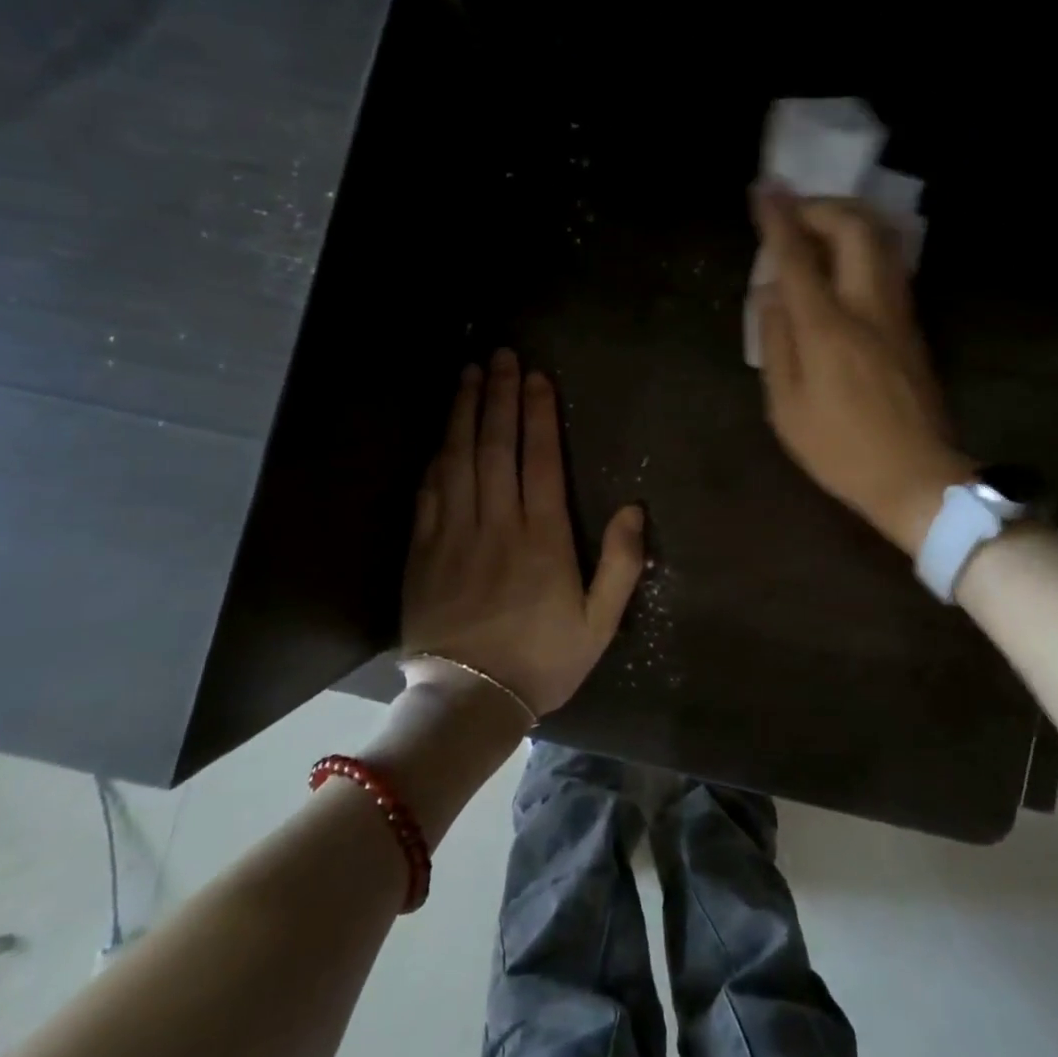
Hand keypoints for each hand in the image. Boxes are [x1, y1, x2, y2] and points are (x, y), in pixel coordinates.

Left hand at [401, 349, 645, 715]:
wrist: (470, 700)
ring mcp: (453, 534)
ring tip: (469, 375)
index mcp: (542, 537)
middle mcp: (497, 523)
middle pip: (496, 445)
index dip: (539, 414)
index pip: (540, 459)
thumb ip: (621, 563)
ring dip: (464, 412)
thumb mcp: (600, 621)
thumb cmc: (543, 660)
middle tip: (500, 356)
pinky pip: (428, 492)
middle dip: (499, 396)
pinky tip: (441, 434)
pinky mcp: (422, 551)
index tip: (537, 377)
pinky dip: (436, 456)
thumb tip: (634, 509)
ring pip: (458, 459)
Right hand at [752, 189, 972, 556]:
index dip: (778, 218)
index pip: (799, 256)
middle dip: (821, 207)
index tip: (763, 189)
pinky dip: (862, 247)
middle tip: (792, 215)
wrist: (917, 477)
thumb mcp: (787, 407)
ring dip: (846, 221)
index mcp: (828, 329)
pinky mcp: (913, 326)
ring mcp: (898, 313)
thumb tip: (771, 293)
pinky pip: (888, 265)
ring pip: (880, 241)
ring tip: (815, 232)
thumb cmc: (841, 450)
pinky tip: (841, 264)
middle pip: (854, 228)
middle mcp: (868, 307)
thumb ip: (776, 342)